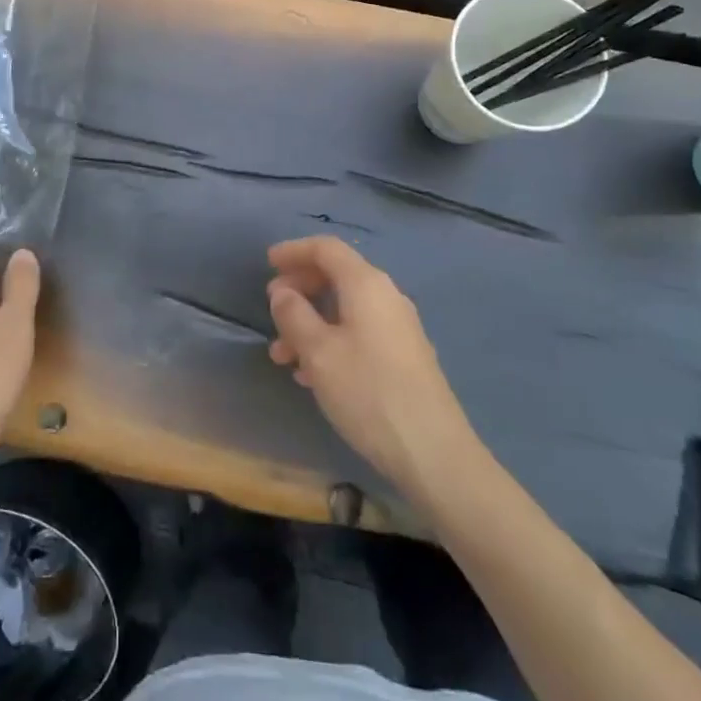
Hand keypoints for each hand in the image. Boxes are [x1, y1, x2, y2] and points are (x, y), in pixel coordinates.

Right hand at [265, 236, 478, 500]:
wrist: (433, 452)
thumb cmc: (368, 392)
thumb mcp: (318, 352)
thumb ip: (294, 314)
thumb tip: (282, 291)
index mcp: (366, 284)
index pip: (327, 249)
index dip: (294, 251)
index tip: (267, 262)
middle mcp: (386, 296)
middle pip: (337, 276)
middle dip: (300, 288)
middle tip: (272, 307)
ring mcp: (398, 328)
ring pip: (345, 309)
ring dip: (310, 322)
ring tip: (281, 354)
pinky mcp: (403, 357)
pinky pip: (358, 332)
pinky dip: (330, 340)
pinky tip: (311, 375)